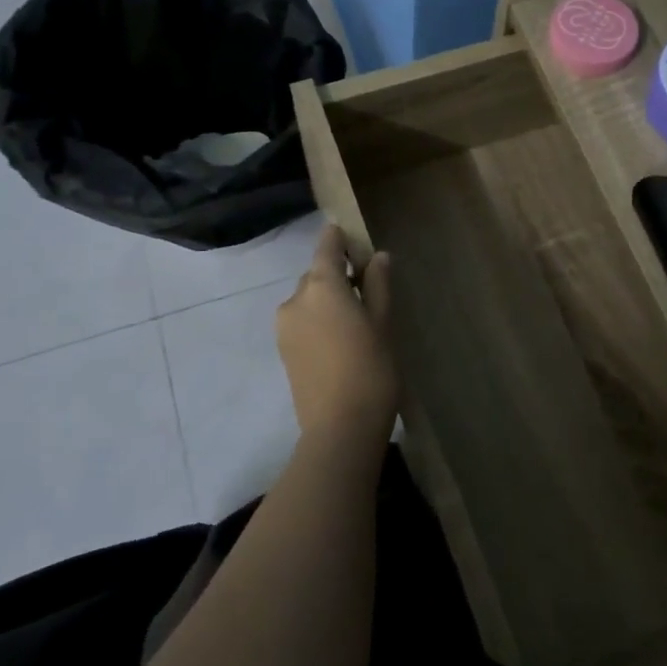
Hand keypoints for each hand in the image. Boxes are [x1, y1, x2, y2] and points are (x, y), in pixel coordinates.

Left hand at [276, 225, 398, 447]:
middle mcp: (295, 299)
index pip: (327, 247)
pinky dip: (319, 320)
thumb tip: (377, 257)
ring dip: (328, 300)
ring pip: (308, 299)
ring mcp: (285, 326)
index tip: (353, 237)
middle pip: (317, 274)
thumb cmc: (371, 368)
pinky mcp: (283, 350)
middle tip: (367, 289)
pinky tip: (341, 340)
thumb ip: (378, 285)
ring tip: (356, 320)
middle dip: (338, 275)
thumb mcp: (383, 322)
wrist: (340, 428)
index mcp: (321, 286)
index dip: (339, 238)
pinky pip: (302, 321)